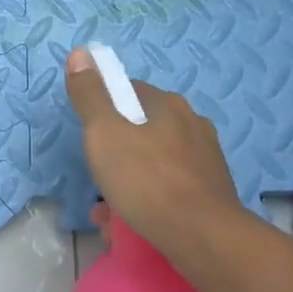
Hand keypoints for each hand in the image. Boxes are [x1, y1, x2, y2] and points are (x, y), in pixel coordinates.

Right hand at [64, 47, 242, 259]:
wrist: (204, 238)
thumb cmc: (147, 180)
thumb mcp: (104, 134)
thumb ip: (90, 95)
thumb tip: (80, 52)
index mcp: (169, 105)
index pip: (129, 92)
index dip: (105, 109)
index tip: (90, 136)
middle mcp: (193, 125)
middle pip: (142, 130)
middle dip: (116, 154)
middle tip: (97, 178)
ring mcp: (206, 161)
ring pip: (155, 165)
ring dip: (129, 183)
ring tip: (108, 213)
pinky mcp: (212, 194)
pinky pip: (170, 191)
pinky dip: (149, 202)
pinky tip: (133, 226)